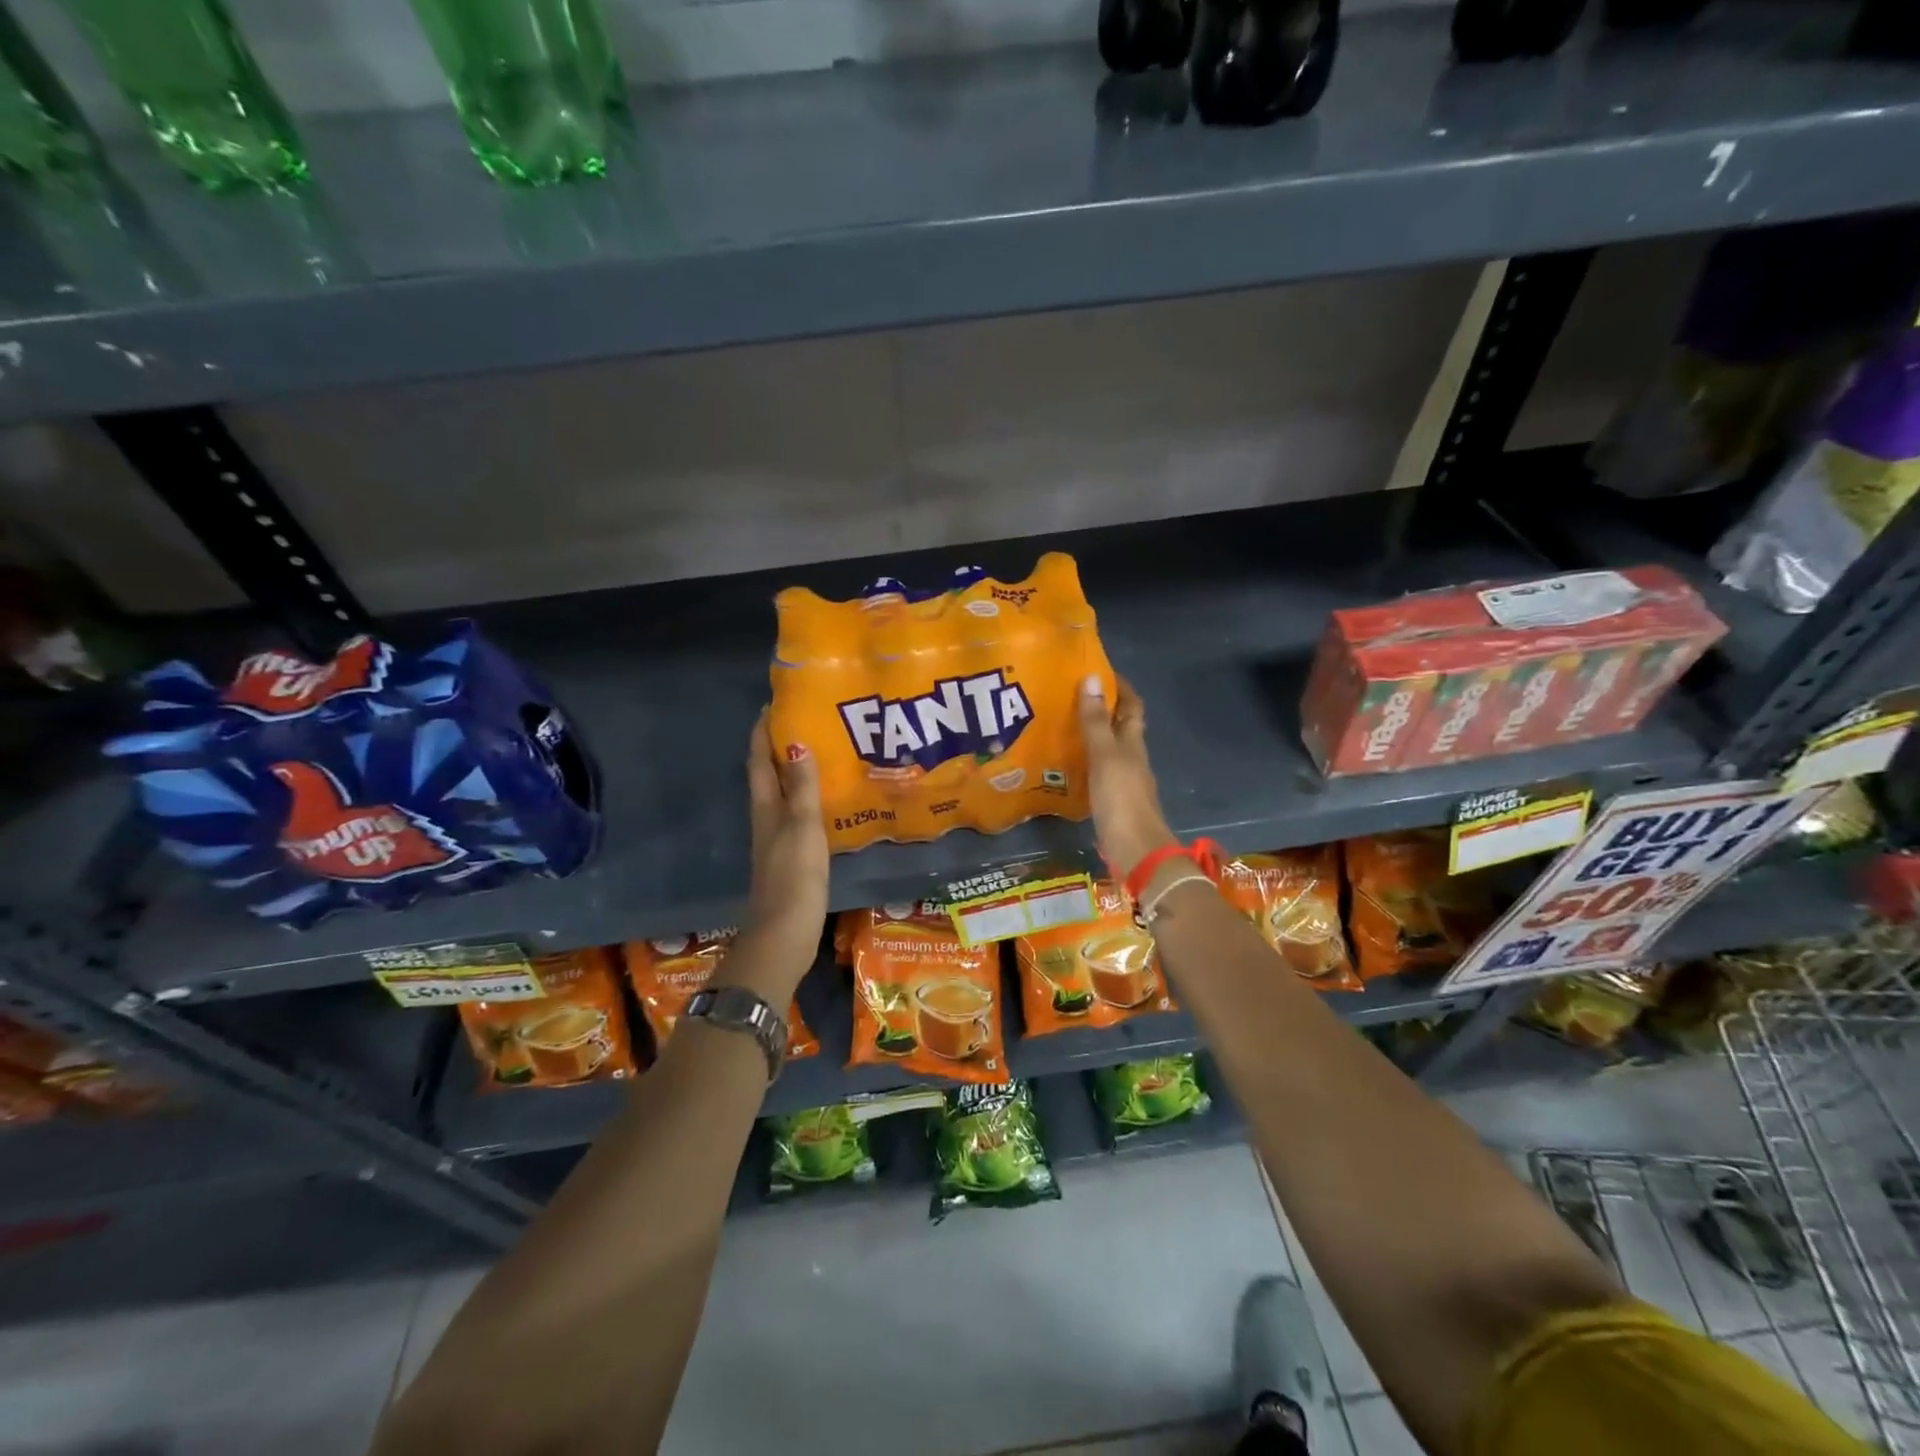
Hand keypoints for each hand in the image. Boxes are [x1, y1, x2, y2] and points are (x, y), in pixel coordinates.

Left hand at [731, 709, 828, 1001]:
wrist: (784, 933)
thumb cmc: (793, 876)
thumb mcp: (801, 826)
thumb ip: (801, 788)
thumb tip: (795, 742)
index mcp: (765, 808)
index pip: (758, 761)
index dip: (762, 733)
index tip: (774, 706)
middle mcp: (766, 819)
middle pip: (768, 775)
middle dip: (780, 748)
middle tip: (806, 722)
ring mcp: (777, 839)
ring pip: (782, 795)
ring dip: (794, 772)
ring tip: (821, 752)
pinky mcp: (791, 857)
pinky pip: (797, 815)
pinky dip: (807, 799)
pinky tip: (827, 800)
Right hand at [1078, 675, 1177, 879]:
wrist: (1136, 851)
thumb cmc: (1122, 799)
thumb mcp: (1105, 756)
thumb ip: (1095, 721)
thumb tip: (1091, 678)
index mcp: (1133, 743)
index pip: (1132, 706)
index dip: (1120, 687)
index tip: (1098, 670)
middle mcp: (1131, 758)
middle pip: (1120, 727)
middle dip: (1100, 709)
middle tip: (1068, 696)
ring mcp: (1123, 782)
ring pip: (1108, 750)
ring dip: (1090, 736)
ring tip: (1059, 726)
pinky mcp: (1112, 802)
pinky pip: (1097, 773)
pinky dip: (1083, 763)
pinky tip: (1063, 765)